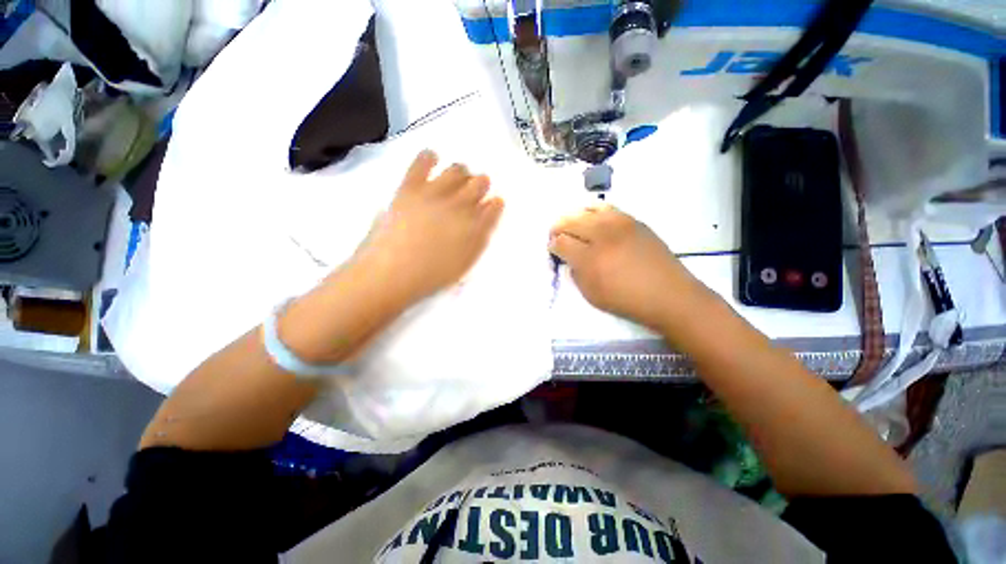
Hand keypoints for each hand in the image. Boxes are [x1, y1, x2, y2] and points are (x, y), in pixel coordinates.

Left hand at [351, 150, 504, 303]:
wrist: (393, 272)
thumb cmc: (431, 275)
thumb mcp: (465, 264)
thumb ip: (479, 240)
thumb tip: (486, 221)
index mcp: (476, 226)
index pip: (494, 206)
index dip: (495, 204)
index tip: (492, 204)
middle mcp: (461, 204)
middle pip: (480, 183)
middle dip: (481, 184)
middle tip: (475, 190)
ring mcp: (436, 192)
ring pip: (457, 169)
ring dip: (462, 172)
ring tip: (456, 178)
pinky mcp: (411, 186)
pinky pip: (422, 161)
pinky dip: (429, 157)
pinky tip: (432, 158)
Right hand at [549, 204, 709, 330]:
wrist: (668, 294)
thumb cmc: (626, 300)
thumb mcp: (592, 295)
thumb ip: (576, 274)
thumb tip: (570, 258)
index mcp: (590, 258)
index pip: (561, 242)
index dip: (553, 245)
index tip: (553, 249)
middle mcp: (602, 235)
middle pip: (571, 221)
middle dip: (558, 227)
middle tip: (556, 234)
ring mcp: (620, 224)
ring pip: (588, 210)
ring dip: (575, 216)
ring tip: (572, 224)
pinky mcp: (634, 221)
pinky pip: (608, 208)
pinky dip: (594, 211)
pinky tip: (593, 219)